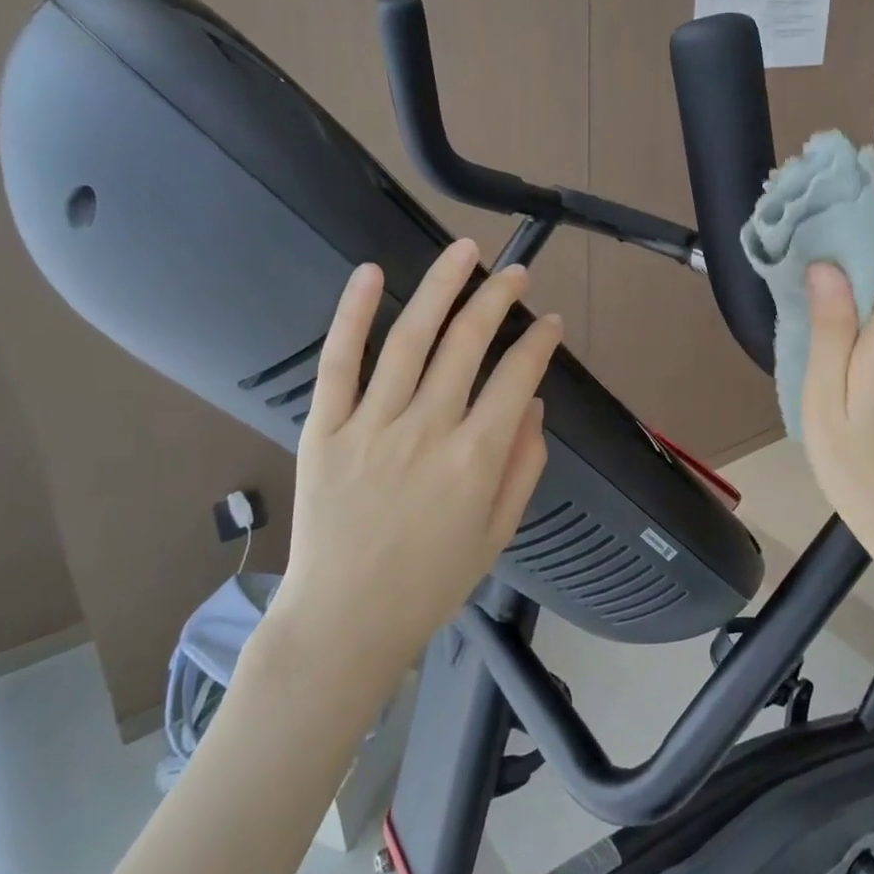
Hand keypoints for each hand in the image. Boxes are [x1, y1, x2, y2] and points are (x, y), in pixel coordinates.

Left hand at [268, 238, 561, 661]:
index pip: (516, 377)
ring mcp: (371, 425)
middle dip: (497, 299)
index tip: (548, 322)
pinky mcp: (324, 428)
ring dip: (442, 287)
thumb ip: (524, 465)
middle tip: (514, 274)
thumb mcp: (498, 532)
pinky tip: (371, 274)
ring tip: (464, 251)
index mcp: (476, 459)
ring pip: (411, 338)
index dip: (538, 342)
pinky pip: (339, 362)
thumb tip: (533, 404)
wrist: (345, 621)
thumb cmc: (431, 581)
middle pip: (468, 343)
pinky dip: (353, 313)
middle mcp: (427, 430)